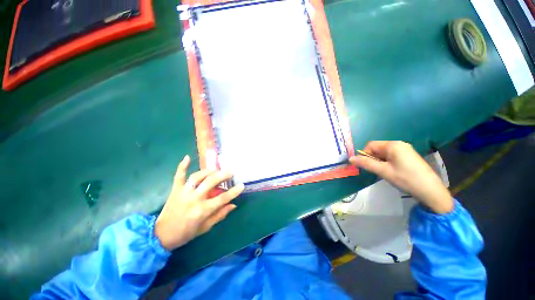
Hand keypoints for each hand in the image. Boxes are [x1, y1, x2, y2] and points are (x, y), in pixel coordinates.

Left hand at [155, 155, 244, 249]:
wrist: (162, 235)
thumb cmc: (186, 233)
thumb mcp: (205, 227)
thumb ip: (220, 215)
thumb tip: (233, 205)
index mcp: (202, 210)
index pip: (222, 198)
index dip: (234, 192)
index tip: (241, 185)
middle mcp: (194, 199)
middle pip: (211, 182)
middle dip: (223, 175)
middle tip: (230, 173)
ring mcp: (183, 192)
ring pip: (197, 177)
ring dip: (208, 171)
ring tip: (216, 170)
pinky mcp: (175, 190)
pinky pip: (179, 176)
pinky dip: (183, 166)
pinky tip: (187, 157)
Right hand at [349, 141, 453, 213]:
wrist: (431, 191)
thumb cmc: (406, 179)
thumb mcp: (383, 171)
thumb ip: (366, 163)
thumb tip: (350, 158)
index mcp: (393, 145)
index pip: (370, 145)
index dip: (364, 154)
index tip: (366, 166)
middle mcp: (399, 144)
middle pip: (377, 148)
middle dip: (372, 158)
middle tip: (375, 170)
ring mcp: (405, 150)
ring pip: (383, 153)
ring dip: (379, 161)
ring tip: (384, 172)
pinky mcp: (408, 156)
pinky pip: (391, 156)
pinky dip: (386, 162)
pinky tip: (391, 171)